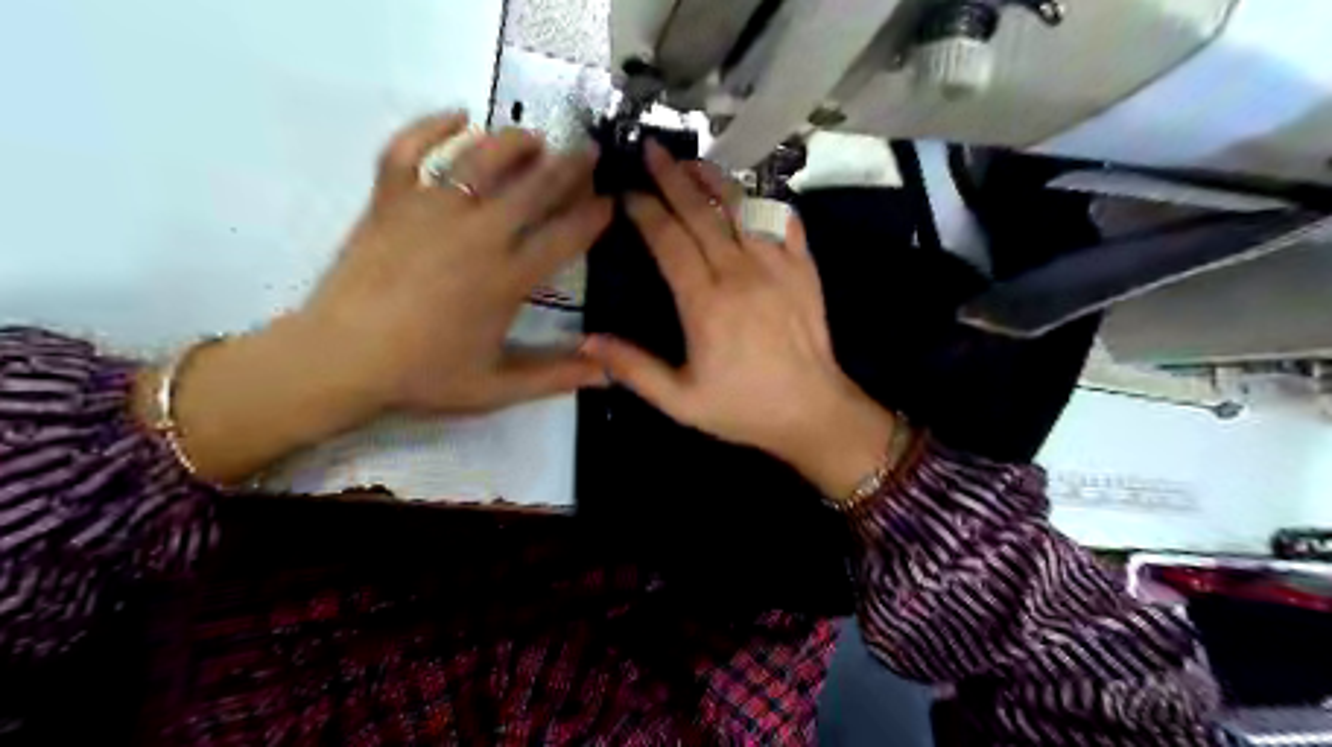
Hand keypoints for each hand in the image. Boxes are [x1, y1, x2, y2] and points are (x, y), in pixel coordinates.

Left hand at [302, 111, 613, 411]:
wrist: (339, 361)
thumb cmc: (423, 376)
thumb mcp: (497, 386)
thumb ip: (556, 375)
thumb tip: (608, 373)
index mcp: (507, 278)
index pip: (565, 236)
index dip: (594, 216)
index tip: (611, 201)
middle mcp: (477, 234)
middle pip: (534, 187)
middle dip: (569, 167)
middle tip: (588, 152)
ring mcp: (430, 210)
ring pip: (481, 158)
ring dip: (515, 143)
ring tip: (535, 139)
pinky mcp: (389, 201)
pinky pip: (409, 148)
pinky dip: (432, 126)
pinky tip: (457, 116)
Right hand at [585, 140, 892, 499]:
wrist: (812, 411)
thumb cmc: (743, 408)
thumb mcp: (680, 401)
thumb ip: (633, 369)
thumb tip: (586, 342)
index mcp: (705, 303)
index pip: (668, 240)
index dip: (645, 211)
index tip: (626, 192)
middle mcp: (739, 273)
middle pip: (701, 212)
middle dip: (672, 177)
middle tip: (651, 149)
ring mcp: (776, 265)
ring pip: (741, 207)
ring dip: (714, 179)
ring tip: (692, 160)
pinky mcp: (804, 268)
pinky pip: (784, 220)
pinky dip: (765, 200)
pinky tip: (750, 191)